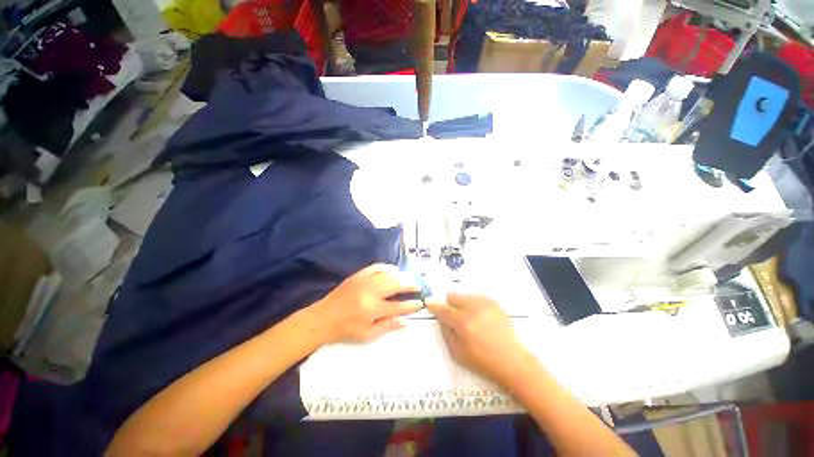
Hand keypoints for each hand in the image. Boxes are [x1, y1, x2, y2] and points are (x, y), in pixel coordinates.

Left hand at [312, 264, 422, 343]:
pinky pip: (375, 267)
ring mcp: (364, 281)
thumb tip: (406, 321)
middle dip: (409, 284)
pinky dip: (386, 267)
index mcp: (373, 309)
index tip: (420, 302)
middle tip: (417, 285)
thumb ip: (387, 326)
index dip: (411, 305)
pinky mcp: (358, 275)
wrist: (323, 318)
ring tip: (408, 277)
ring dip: (400, 275)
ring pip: (387, 274)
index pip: (398, 306)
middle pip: (395, 285)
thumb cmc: (346, 329)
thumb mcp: (367, 335)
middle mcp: (370, 293)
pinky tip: (392, 269)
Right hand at [426, 293, 534, 386]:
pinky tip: (479, 316)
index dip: (434, 305)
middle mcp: (472, 308)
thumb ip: (446, 332)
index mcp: (462, 322)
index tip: (429, 303)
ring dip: (462, 303)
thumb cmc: (482, 360)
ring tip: (469, 317)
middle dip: (449, 304)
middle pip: (452, 296)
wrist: (512, 360)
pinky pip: (477, 297)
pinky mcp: (494, 303)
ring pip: (465, 295)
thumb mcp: (457, 353)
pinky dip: (474, 304)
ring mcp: (485, 303)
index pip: (442, 308)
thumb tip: (441, 318)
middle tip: (453, 316)